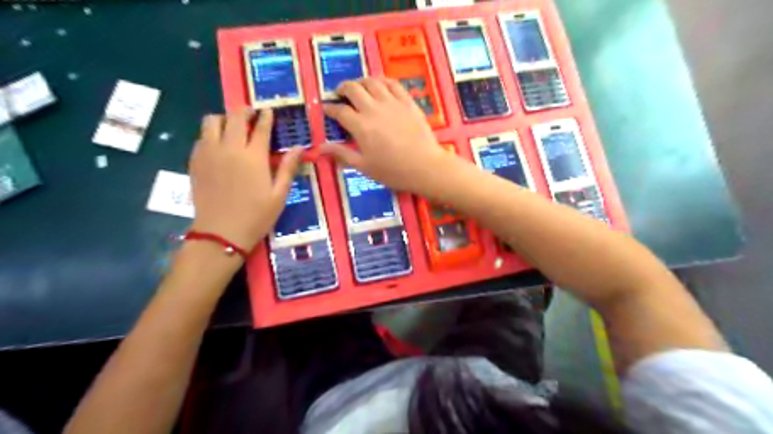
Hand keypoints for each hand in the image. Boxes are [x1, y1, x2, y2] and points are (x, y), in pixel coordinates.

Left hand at [187, 107, 302, 250]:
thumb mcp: (279, 195)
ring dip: (224, 119)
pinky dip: (210, 134)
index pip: (260, 128)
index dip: (266, 117)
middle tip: (252, 114)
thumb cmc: (256, 216)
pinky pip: (201, 137)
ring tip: (232, 127)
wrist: (221, 233)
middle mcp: (229, 148)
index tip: (268, 110)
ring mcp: (209, 153)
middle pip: (234, 118)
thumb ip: (287, 168)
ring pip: (211, 121)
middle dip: (245, 111)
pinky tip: (218, 145)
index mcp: (253, 157)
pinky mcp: (195, 161)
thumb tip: (299, 148)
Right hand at [320, 77, 453, 191]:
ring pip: (371, 81)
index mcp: (360, 126)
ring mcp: (392, 102)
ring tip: (358, 88)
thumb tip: (320, 148)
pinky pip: (392, 83)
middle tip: (340, 95)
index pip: (339, 110)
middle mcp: (373, 108)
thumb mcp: (364, 166)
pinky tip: (380, 86)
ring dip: (361, 82)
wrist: (425, 167)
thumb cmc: (393, 171)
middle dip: (342, 89)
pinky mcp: (407, 101)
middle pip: (353, 88)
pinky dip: (382, 82)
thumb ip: (342, 153)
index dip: (330, 108)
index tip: (327, 109)